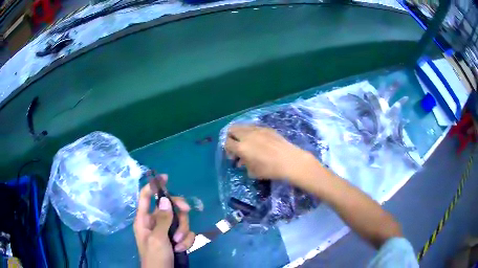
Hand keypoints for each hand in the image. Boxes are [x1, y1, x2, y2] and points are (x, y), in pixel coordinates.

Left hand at [134, 175, 194, 267]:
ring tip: (178, 244)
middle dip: (179, 212)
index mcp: (144, 220)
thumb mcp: (157, 239)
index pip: (146, 197)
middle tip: (186, 211)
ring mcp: (167, 232)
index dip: (154, 186)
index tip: (166, 178)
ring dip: (183, 232)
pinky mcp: (177, 240)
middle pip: (169, 207)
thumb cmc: (154, 257)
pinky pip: (186, 233)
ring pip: (181, 220)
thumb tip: (166, 199)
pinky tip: (181, 250)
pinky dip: (186, 241)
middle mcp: (156, 223)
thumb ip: (163, 220)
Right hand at [225, 125, 317, 181]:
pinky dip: (251, 132)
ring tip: (247, 142)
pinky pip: (254, 126)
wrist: (289, 161)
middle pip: (232, 129)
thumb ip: (244, 165)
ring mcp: (257, 129)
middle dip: (231, 137)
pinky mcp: (266, 128)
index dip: (227, 150)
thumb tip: (241, 162)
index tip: (234, 157)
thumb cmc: (270, 169)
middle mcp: (247, 135)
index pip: (227, 143)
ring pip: (242, 125)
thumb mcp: (253, 172)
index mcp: (241, 147)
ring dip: (241, 133)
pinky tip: (259, 141)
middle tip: (237, 146)